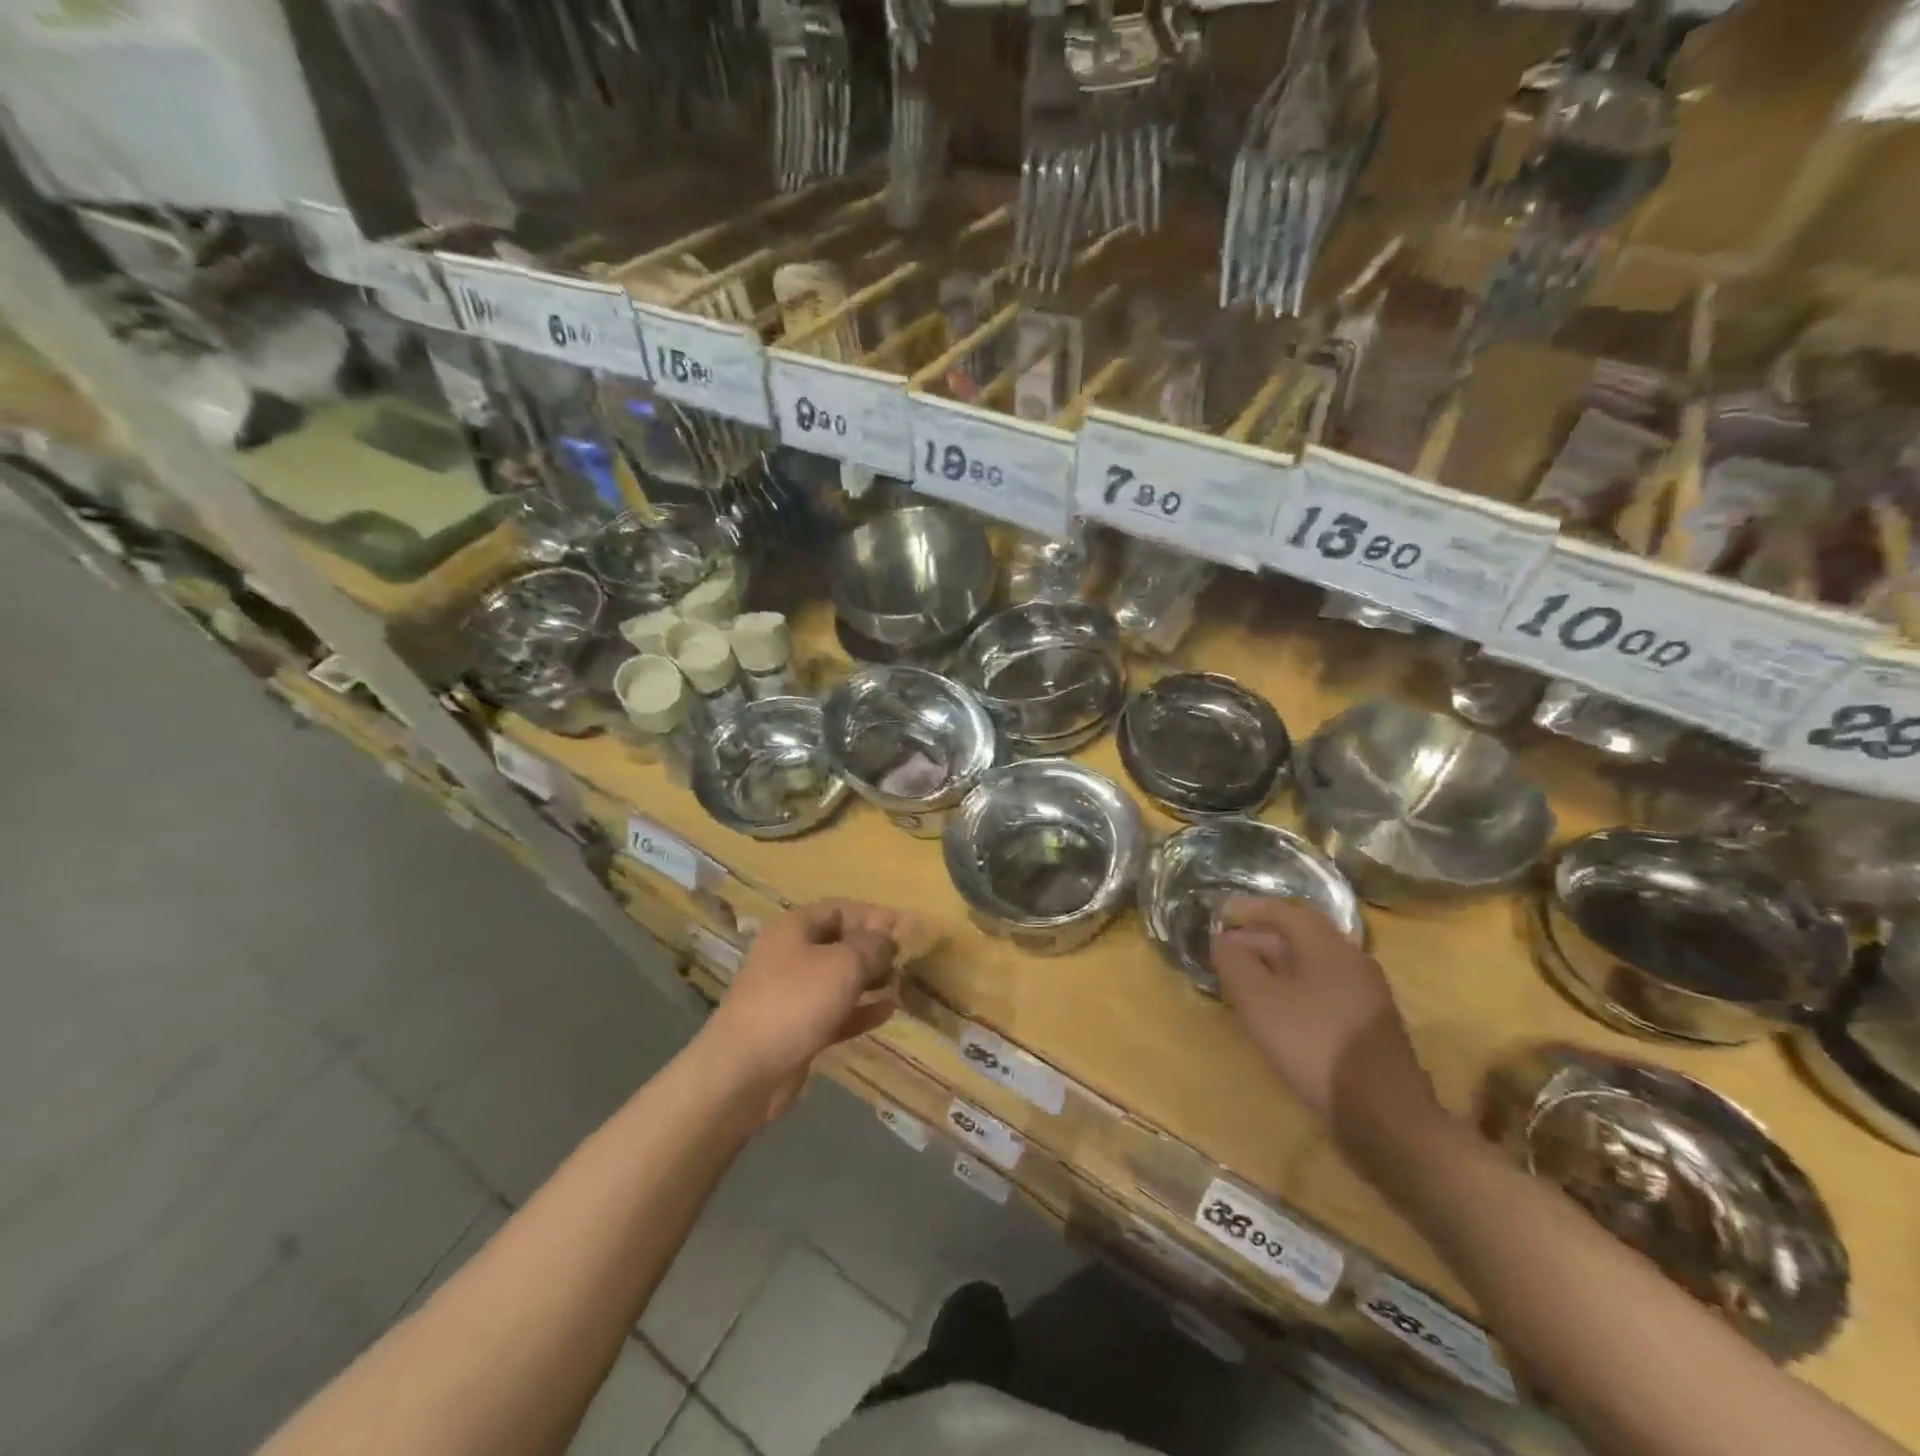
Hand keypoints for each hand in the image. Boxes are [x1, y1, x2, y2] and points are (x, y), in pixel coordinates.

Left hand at [701, 900, 903, 1117]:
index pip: (839, 909)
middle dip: (872, 949)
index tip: (904, 928)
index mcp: (794, 929)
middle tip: (906, 959)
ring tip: (901, 983)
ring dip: (869, 980)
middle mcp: (790, 956)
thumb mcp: (843, 964)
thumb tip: (888, 938)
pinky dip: (860, 1010)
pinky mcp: (797, 1029)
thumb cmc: (796, 1001)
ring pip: (837, 979)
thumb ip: (871, 947)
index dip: (872, 915)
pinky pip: (835, 1011)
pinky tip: (888, 1012)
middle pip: (838, 943)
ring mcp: (791, 995)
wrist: (745, 1071)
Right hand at [1210, 897, 1436, 1128]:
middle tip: (1226, 950)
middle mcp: (1352, 960)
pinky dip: (1294, 987)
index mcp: (1328, 946)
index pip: (1286, 911)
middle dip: (1260, 938)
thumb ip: (1235, 964)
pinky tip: (1277, 1010)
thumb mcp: (1259, 1001)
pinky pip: (1323, 988)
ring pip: (1312, 964)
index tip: (1221, 914)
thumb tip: (1223, 941)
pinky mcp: (1368, 1023)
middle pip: (1301, 936)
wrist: (1383, 1114)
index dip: (1251, 909)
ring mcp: (1366, 993)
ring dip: (1276, 965)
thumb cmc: (1314, 1045)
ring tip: (1245, 980)